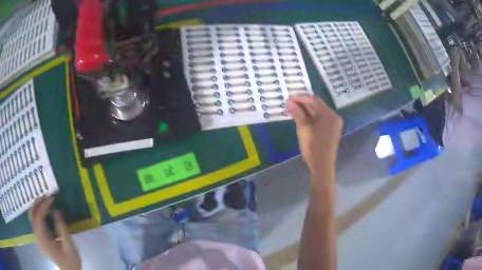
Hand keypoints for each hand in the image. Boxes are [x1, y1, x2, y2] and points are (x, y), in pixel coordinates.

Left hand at [29, 197, 80, 269]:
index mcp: (42, 239)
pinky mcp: (39, 239)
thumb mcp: (69, 246)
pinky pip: (35, 222)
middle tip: (46, 196)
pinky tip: (45, 213)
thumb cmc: (70, 261)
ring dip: (37, 208)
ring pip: (32, 217)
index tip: (51, 198)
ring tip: (45, 202)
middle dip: (37, 203)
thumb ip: (62, 229)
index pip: (38, 216)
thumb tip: (57, 211)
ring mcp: (37, 238)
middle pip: (32, 214)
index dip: (44, 205)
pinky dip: (38, 214)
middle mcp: (37, 237)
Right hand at [286, 95, 342, 178]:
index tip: (288, 98)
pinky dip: (311, 116)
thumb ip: (297, 113)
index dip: (300, 98)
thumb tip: (289, 101)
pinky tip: (302, 117)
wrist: (322, 166)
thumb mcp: (303, 129)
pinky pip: (321, 118)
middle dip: (303, 103)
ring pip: (318, 111)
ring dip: (306, 110)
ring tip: (293, 110)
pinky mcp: (332, 129)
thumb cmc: (313, 148)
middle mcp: (334, 116)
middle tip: (289, 104)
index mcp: (329, 115)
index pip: (313, 100)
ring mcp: (334, 123)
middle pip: (317, 105)